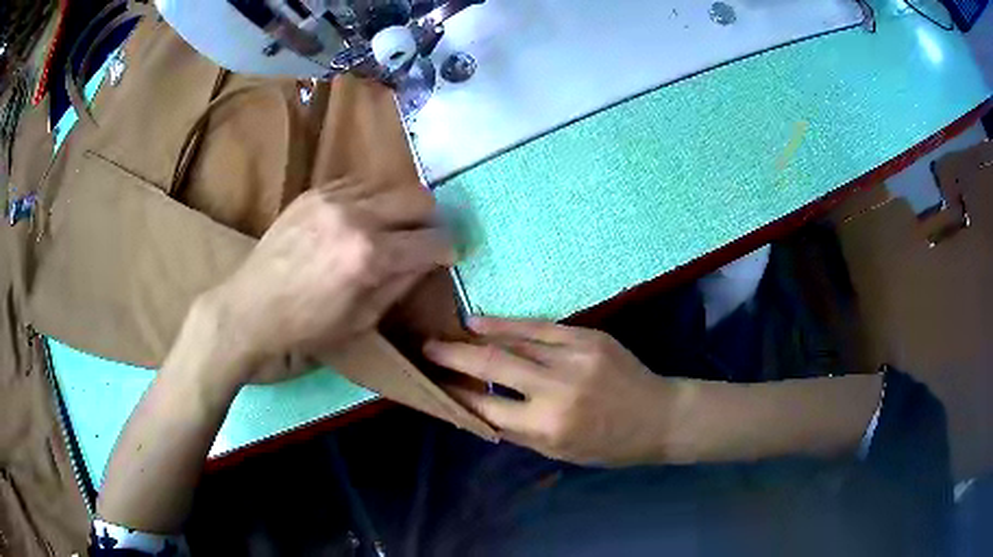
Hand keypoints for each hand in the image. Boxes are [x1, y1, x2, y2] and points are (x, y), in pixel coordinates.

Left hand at [205, 182, 454, 384]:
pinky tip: (358, 220)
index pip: (432, 239)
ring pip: (389, 185)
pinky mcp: (312, 192)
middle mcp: (356, 216)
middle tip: (425, 239)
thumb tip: (426, 261)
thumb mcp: (361, 320)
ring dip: (399, 207)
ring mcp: (331, 198)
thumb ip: (400, 283)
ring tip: (390, 229)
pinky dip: (368, 200)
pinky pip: (357, 184)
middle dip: (431, 220)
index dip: (448, 249)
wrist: (247, 312)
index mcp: (370, 256)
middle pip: (418, 198)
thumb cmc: (305, 329)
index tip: (448, 256)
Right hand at [423, 318, 697, 465]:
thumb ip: (517, 429)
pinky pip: (538, 327)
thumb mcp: (559, 452)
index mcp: (548, 427)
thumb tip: (478, 407)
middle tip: (426, 348)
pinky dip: (507, 324)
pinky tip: (482, 321)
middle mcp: (556, 390)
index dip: (456, 394)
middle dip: (453, 357)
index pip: (487, 407)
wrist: (658, 416)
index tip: (434, 383)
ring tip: (449, 333)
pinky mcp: (587, 337)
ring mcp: (574, 358)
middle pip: (492, 366)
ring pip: (513, 341)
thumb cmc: (608, 444)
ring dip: (475, 337)